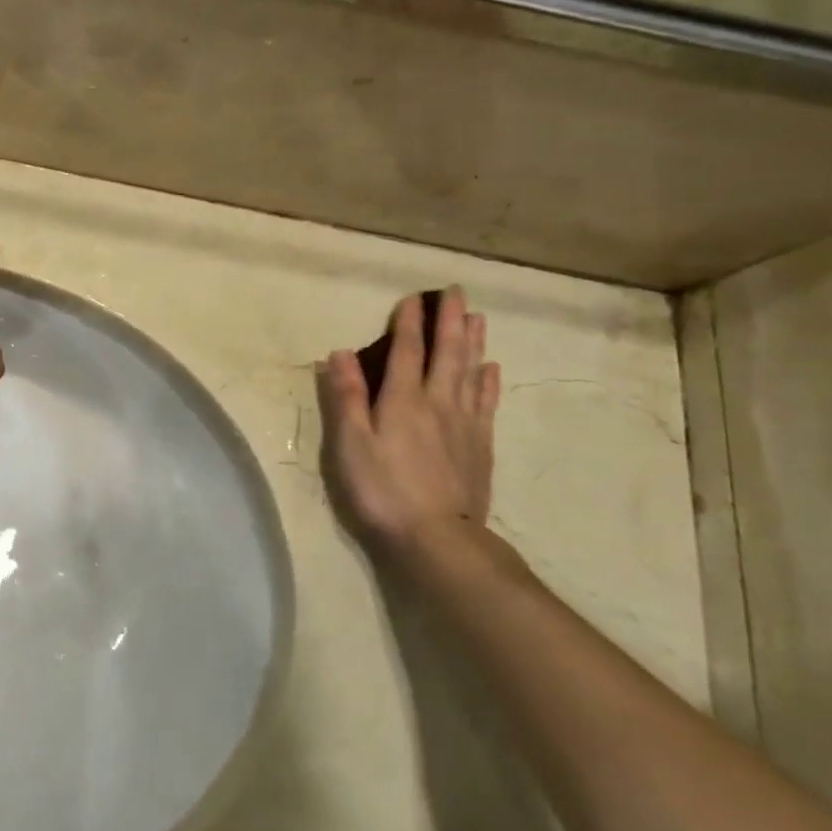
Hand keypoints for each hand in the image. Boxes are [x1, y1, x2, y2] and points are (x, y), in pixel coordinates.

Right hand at [317, 287, 501, 557]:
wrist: (437, 538)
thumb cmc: (382, 489)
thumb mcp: (350, 444)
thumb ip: (346, 396)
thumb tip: (340, 352)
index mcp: (402, 400)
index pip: (406, 351)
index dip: (407, 323)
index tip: (411, 298)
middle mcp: (438, 402)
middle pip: (447, 353)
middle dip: (449, 321)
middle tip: (456, 292)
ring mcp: (464, 424)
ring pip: (471, 372)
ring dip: (473, 342)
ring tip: (476, 317)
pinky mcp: (480, 446)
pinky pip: (486, 403)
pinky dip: (489, 380)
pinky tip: (491, 368)